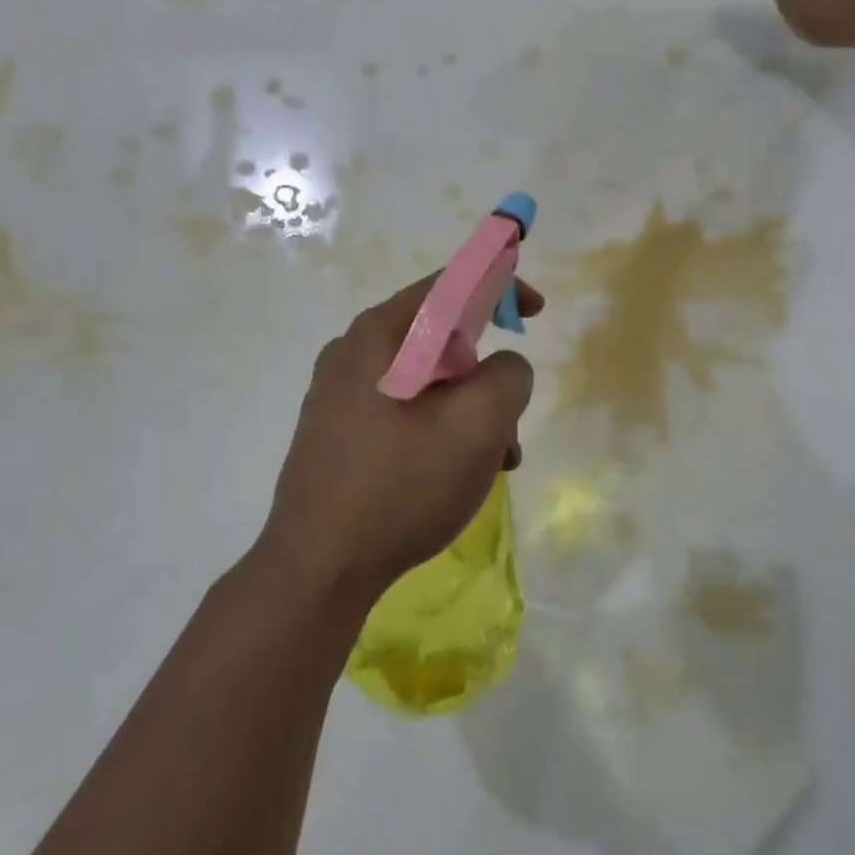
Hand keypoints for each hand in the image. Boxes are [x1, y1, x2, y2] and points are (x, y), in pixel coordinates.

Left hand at [257, 274, 541, 609]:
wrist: (319, 569)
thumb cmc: (402, 486)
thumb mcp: (478, 424)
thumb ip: (508, 375)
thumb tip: (502, 368)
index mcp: (379, 335)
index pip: (448, 284)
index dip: (500, 285)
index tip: (536, 312)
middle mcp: (352, 355)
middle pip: (440, 340)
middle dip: (488, 376)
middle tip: (511, 422)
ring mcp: (339, 397)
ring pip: (427, 384)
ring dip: (470, 414)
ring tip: (493, 465)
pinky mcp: (338, 436)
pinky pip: (404, 414)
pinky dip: (441, 433)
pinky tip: (455, 478)